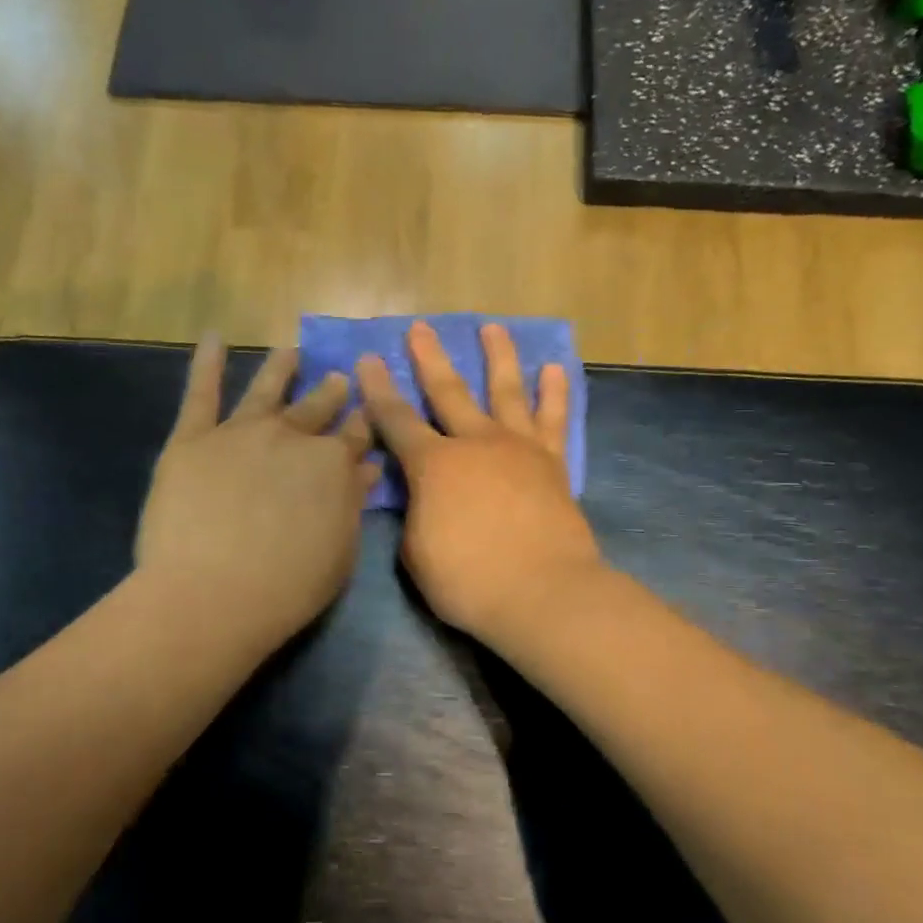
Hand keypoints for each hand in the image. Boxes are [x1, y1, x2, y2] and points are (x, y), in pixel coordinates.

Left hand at [138, 339, 375, 652]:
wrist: (211, 594)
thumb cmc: (286, 588)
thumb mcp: (339, 553)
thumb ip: (352, 504)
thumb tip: (366, 468)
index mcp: (332, 464)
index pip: (354, 435)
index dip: (361, 425)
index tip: (365, 415)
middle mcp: (291, 436)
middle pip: (315, 408)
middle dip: (330, 393)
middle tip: (336, 379)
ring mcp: (240, 432)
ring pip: (266, 390)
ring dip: (280, 368)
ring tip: (290, 352)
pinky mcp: (193, 439)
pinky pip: (201, 393)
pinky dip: (207, 364)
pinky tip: (213, 339)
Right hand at [357, 322, 603, 644]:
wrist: (542, 594)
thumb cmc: (468, 580)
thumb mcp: (417, 553)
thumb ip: (416, 515)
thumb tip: (423, 498)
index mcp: (433, 465)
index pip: (395, 420)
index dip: (377, 390)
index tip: (368, 359)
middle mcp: (475, 443)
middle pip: (448, 391)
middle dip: (430, 358)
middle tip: (420, 327)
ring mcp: (518, 448)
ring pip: (506, 390)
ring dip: (498, 356)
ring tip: (492, 327)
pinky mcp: (553, 464)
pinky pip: (554, 419)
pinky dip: (554, 392)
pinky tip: (553, 369)